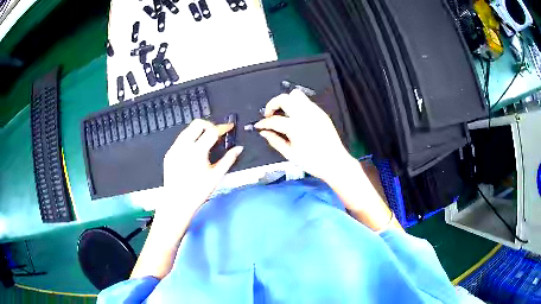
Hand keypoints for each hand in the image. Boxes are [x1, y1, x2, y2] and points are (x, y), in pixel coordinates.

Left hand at [158, 119, 243, 223]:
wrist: (177, 202)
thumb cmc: (198, 191)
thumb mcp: (216, 176)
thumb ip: (229, 159)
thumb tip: (238, 148)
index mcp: (197, 151)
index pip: (212, 131)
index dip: (223, 127)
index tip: (229, 127)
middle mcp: (183, 146)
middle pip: (197, 124)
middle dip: (209, 125)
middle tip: (217, 134)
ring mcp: (174, 149)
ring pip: (187, 129)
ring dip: (199, 131)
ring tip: (206, 142)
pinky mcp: (169, 153)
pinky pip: (180, 139)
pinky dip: (189, 139)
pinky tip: (194, 151)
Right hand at [255, 89, 356, 182]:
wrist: (335, 162)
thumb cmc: (312, 162)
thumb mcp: (290, 154)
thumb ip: (275, 141)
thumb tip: (264, 133)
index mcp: (295, 127)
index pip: (274, 120)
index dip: (264, 123)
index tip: (259, 125)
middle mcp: (305, 115)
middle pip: (284, 98)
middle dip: (273, 104)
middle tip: (270, 115)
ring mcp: (314, 112)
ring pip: (296, 95)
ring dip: (286, 101)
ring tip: (283, 114)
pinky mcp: (321, 113)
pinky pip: (306, 102)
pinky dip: (297, 105)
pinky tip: (296, 118)